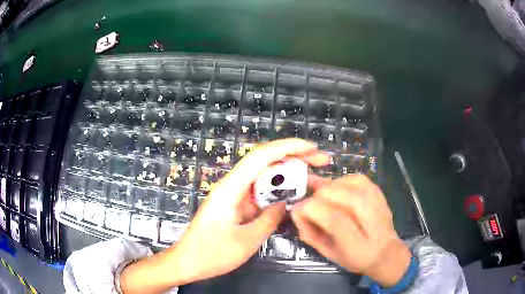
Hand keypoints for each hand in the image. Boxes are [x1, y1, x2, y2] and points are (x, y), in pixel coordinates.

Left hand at [120, 139, 330, 292]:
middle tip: (321, 162)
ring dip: (288, 177)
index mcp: (231, 189)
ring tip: (313, 180)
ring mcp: (233, 195)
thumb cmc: (212, 253)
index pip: (262, 157)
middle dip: (294, 159)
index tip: (311, 148)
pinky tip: (292, 198)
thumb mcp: (246, 240)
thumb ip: (269, 219)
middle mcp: (232, 186)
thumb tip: (285, 204)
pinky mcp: (235, 205)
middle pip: (265, 163)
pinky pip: (260, 193)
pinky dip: (277, 193)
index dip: (288, 147)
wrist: (187, 262)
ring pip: (265, 178)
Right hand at [291, 175, 411, 286]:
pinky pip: (354, 177)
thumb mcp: (329, 254)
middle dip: (317, 198)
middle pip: (336, 195)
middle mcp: (371, 220)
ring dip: (327, 190)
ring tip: (325, 200)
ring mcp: (377, 201)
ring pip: (343, 183)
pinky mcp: (378, 191)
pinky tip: (338, 191)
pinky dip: (340, 181)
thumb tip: (296, 211)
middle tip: (313, 208)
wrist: (386, 251)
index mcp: (357, 245)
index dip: (310, 210)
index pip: (333, 219)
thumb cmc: (354, 257)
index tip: (298, 210)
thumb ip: (310, 234)